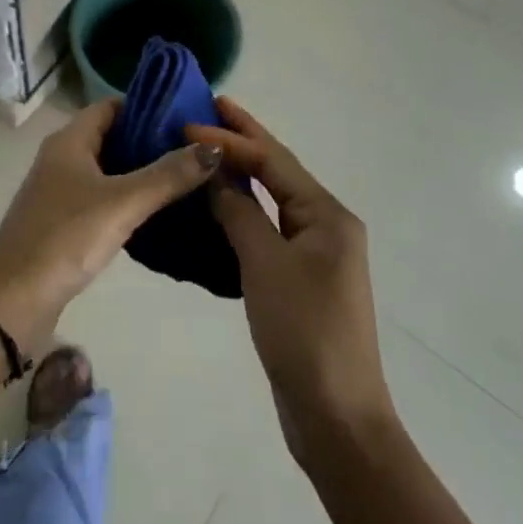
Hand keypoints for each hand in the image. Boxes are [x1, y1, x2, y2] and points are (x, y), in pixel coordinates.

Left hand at [0, 99, 219, 347]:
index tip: (188, 116)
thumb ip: (168, 175)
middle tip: (197, 150)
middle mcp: (64, 157)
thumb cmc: (65, 237)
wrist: (12, 299)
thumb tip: (214, 148)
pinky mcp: (65, 222)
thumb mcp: (122, 202)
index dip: (148, 106)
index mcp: (70, 140)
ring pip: (110, 170)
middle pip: (112, 136)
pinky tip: (161, 213)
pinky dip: (130, 199)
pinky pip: (104, 198)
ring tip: (189, 179)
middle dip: (151, 141)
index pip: (112, 106)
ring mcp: (62, 191)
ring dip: (143, 172)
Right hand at [193, 97, 394, 468]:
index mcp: (327, 215)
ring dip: (241, 173)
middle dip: (244, 139)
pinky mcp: (300, 278)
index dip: (231, 139)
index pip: (272, 161)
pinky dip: (242, 209)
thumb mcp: (265, 264)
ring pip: (272, 198)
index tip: (188, 123)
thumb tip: (213, 175)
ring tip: (206, 148)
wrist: (335, 416)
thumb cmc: (303, 331)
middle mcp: (326, 225)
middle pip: (278, 171)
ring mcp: (315, 253)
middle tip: (210, 107)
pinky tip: (218, 204)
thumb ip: (239, 212)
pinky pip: (268, 227)